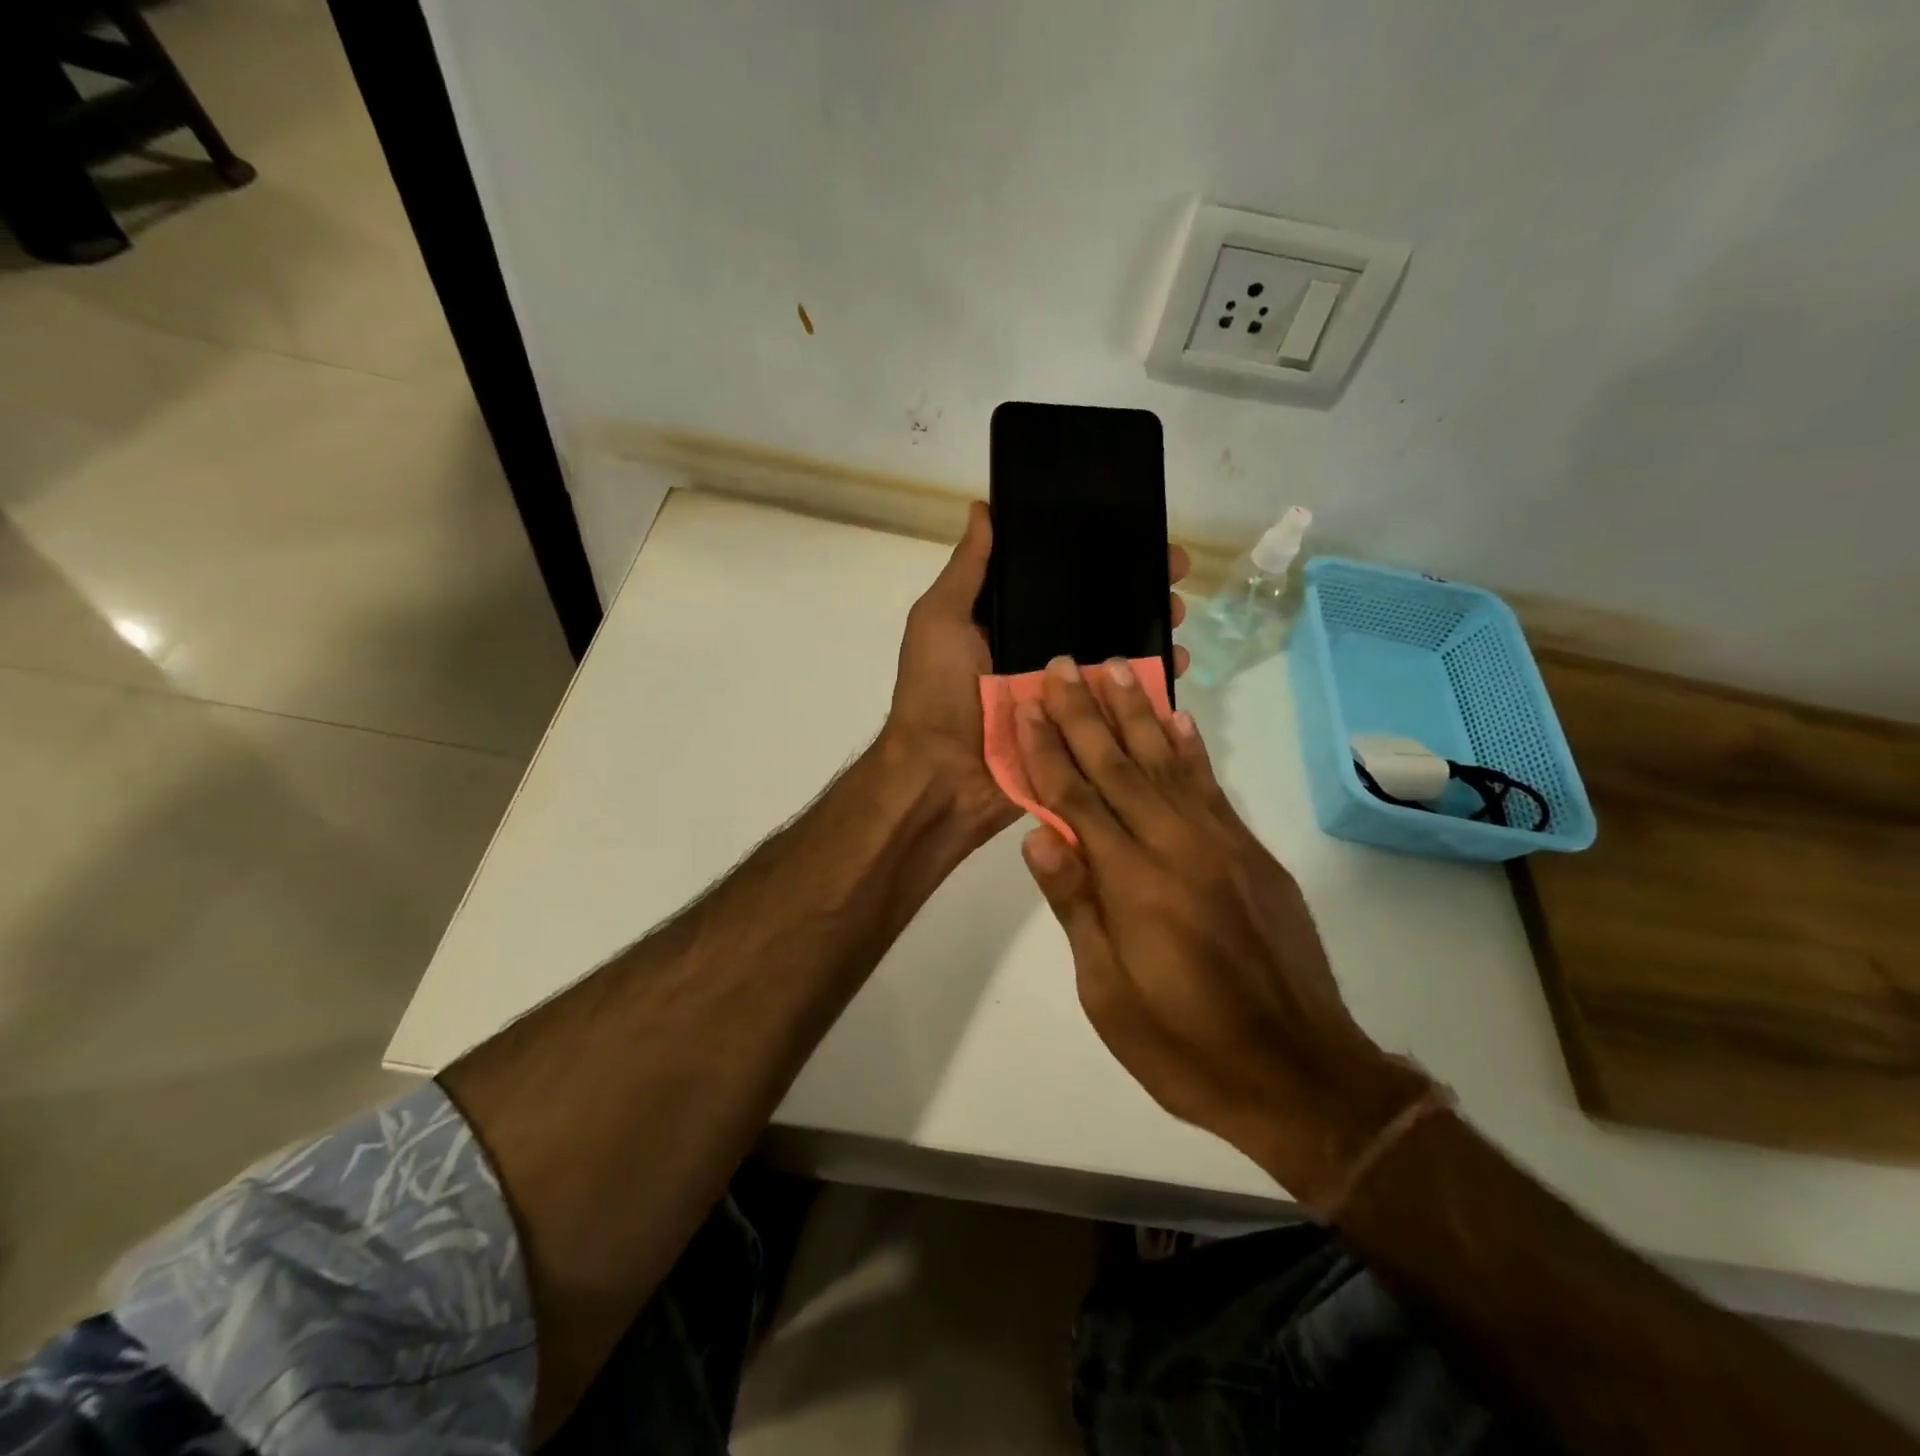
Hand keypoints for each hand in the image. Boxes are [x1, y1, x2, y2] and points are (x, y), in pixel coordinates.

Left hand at [881, 501, 1190, 847]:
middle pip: (1099, 612)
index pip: (1061, 580)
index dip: (1097, 555)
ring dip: (1152, 629)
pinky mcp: (1080, 727)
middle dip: (1138, 590)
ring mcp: (1064, 691)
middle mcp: (1040, 651)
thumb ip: (968, 571)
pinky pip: (1122, 700)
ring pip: (1117, 652)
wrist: (943, 777)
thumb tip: (983, 509)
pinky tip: (1177, 662)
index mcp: (1010, 623)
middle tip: (1173, 574)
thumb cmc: (937, 692)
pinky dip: (1151, 682)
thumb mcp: (940, 620)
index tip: (1135, 533)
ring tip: (1178, 613)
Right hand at [1012, 656, 1427, 1206]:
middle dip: (1084, 714)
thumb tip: (1038, 836)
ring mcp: (1223, 846)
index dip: (1047, 751)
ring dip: (1136, 713)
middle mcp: (1178, 849)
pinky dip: (1190, 749)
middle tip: (1061, 665)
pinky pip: (1213, 788)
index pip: (1077, 801)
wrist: (1302, 1078)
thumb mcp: (1109, 995)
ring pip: (1167, 764)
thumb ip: (1078, 907)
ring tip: (1114, 667)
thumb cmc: (1186, 1049)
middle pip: (1119, 768)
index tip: (1027, 706)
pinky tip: (1176, 719)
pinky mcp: (1253, 854)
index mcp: (1134, 886)